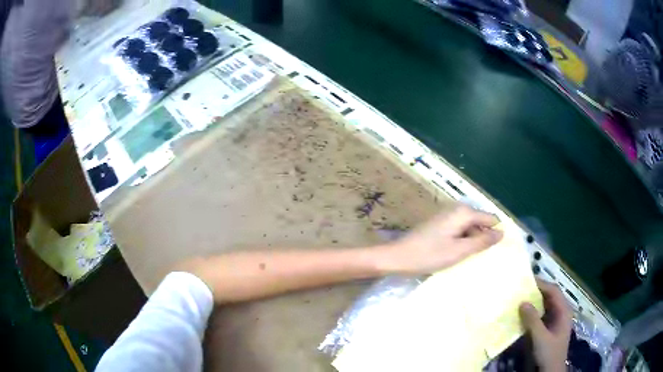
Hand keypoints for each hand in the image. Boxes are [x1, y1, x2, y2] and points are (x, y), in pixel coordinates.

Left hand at [378, 205, 502, 273]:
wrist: (397, 256)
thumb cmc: (429, 255)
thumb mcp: (460, 250)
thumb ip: (482, 241)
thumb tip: (502, 233)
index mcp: (464, 212)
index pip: (490, 219)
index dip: (494, 234)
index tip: (495, 252)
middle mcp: (456, 209)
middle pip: (480, 223)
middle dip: (482, 239)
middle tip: (479, 258)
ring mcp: (447, 216)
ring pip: (469, 228)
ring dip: (471, 242)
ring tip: (468, 259)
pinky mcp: (440, 224)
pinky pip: (458, 231)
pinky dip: (461, 242)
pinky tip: (457, 255)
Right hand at [520, 280, 572, 371]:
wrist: (550, 371)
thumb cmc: (549, 353)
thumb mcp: (540, 338)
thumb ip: (533, 321)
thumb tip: (522, 302)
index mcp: (564, 311)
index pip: (554, 291)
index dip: (542, 284)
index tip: (527, 281)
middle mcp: (561, 312)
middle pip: (550, 297)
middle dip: (537, 292)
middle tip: (521, 289)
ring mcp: (555, 321)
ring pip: (545, 306)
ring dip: (533, 302)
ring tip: (519, 299)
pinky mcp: (548, 329)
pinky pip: (541, 316)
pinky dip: (532, 313)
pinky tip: (522, 315)